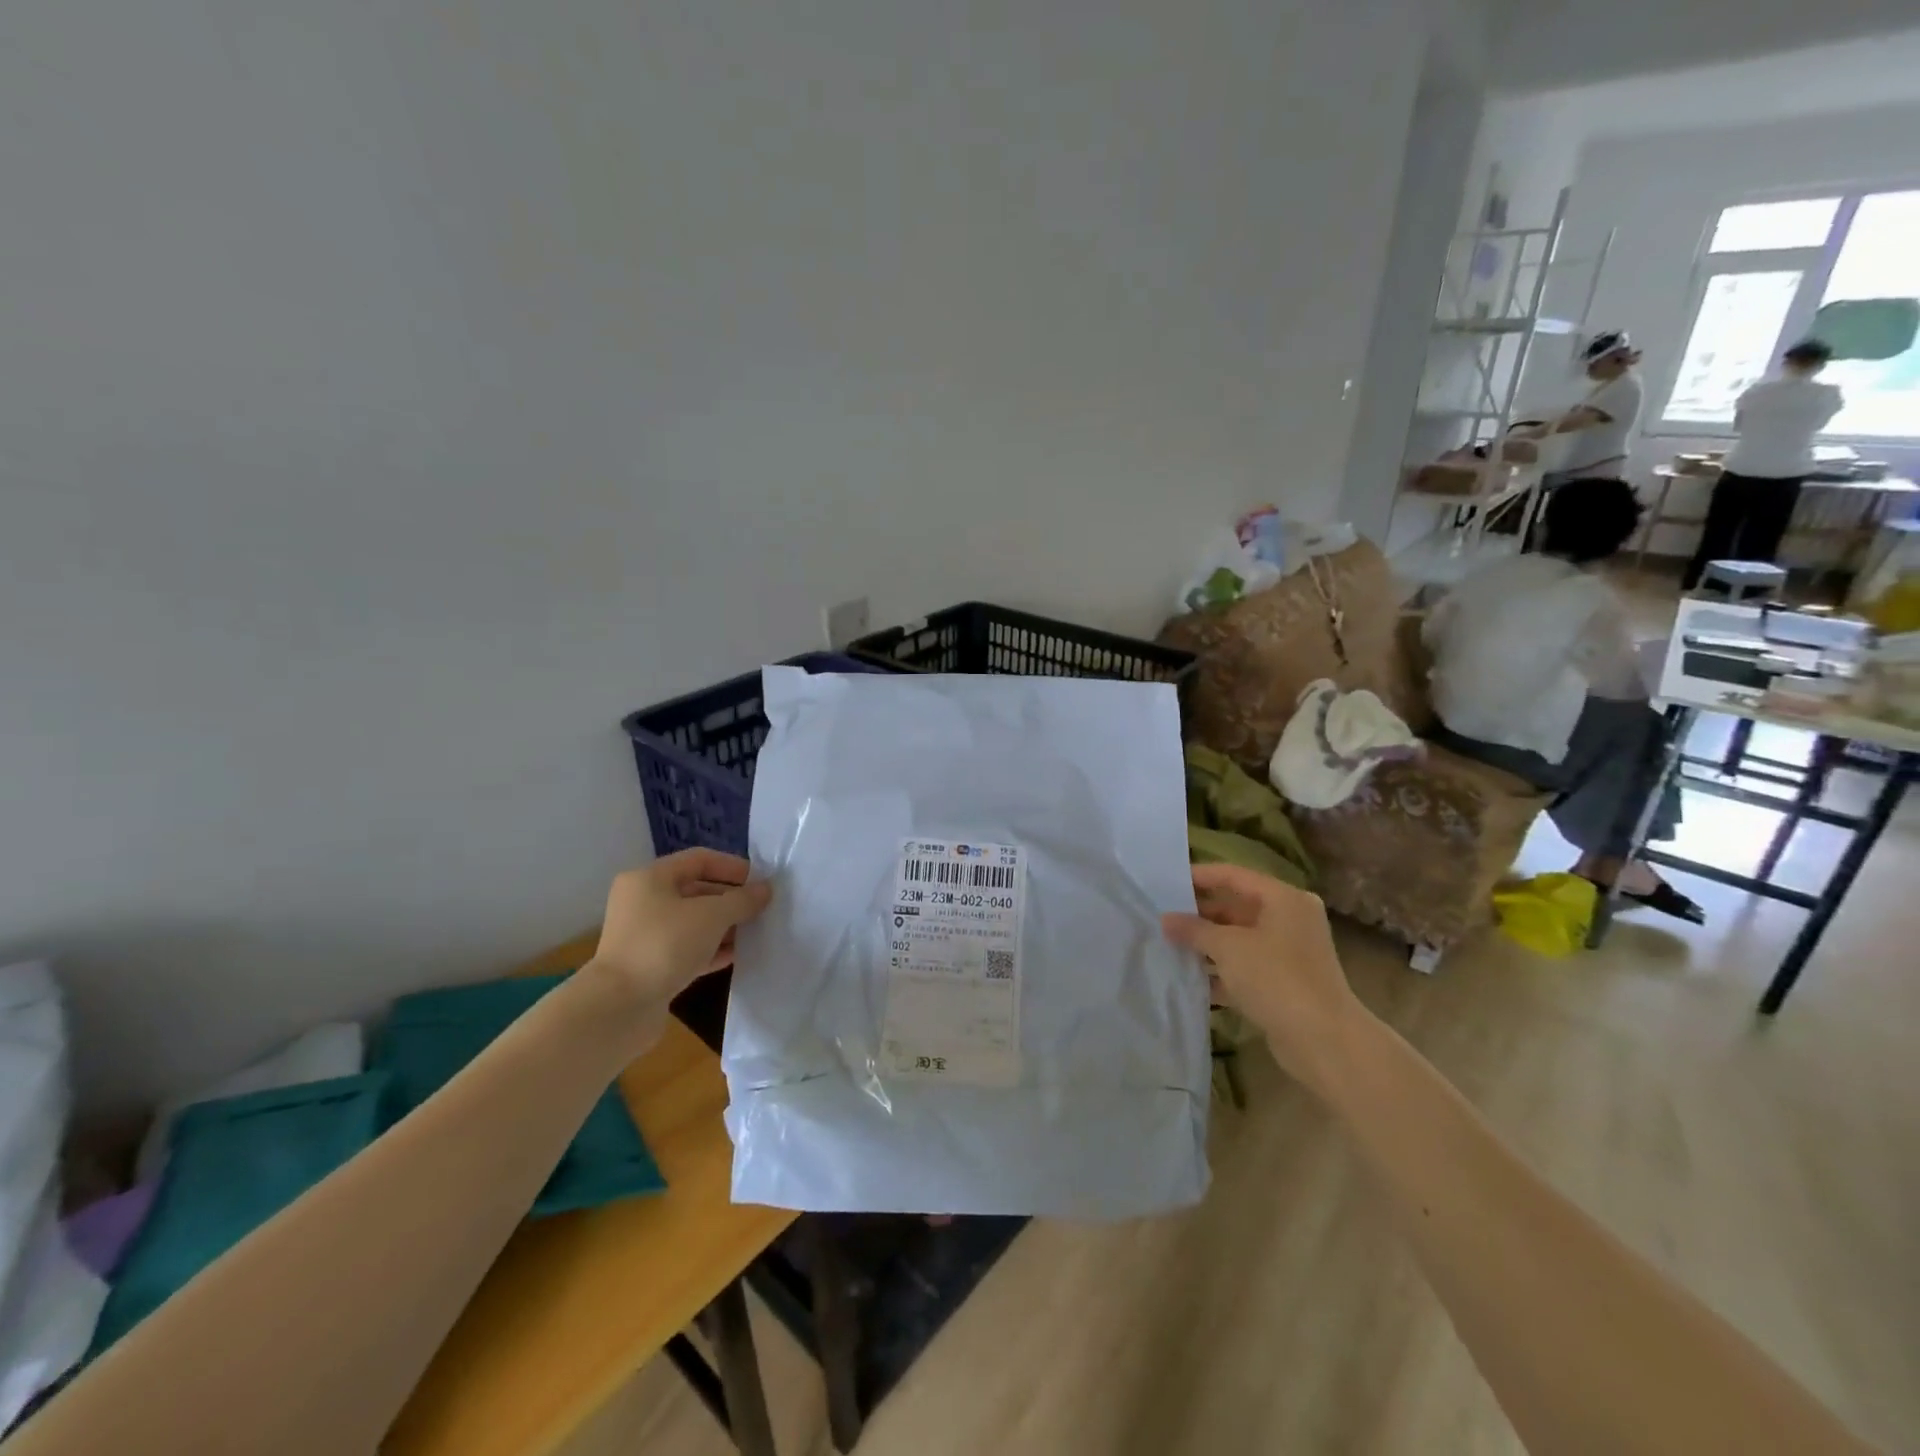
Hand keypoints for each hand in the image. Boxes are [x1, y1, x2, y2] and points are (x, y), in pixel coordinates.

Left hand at [588, 849, 772, 1005]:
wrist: (619, 1008)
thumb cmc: (664, 946)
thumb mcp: (711, 916)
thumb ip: (742, 900)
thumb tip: (765, 890)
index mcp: (650, 878)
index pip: (699, 860)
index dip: (733, 867)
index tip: (761, 882)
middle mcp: (643, 902)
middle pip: (696, 890)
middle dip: (730, 899)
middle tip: (762, 909)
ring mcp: (645, 935)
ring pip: (693, 922)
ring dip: (724, 926)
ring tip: (754, 932)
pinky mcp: (650, 965)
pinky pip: (687, 948)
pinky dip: (711, 949)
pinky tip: (736, 955)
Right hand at [1162, 862, 1366, 1095]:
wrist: (1324, 1041)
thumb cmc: (1276, 978)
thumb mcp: (1228, 948)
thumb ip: (1194, 929)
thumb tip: (1166, 919)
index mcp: (1284, 899)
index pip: (1234, 875)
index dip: (1200, 877)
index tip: (1166, 883)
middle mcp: (1290, 920)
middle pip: (1236, 907)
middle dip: (1200, 915)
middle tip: (1163, 918)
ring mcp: (1289, 953)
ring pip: (1239, 939)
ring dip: (1207, 944)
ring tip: (1170, 946)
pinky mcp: (1284, 983)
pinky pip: (1246, 967)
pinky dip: (1221, 971)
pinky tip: (1191, 979)